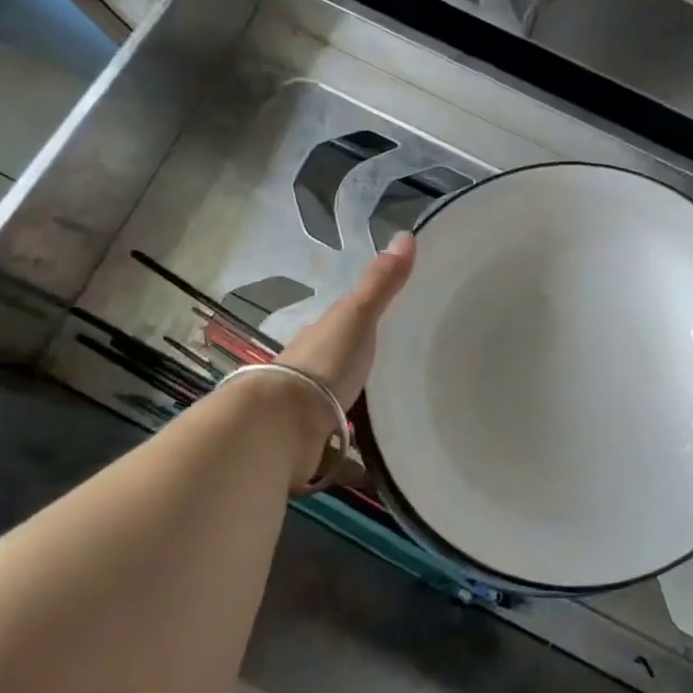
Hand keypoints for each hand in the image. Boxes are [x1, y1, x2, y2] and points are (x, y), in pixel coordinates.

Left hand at [254, 233, 415, 488]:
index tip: (394, 322)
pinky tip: (378, 457)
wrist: (285, 425)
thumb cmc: (325, 363)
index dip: (365, 318)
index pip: (345, 321)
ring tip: (396, 411)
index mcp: (322, 336)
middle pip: (341, 362)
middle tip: (402, 368)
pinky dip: (356, 449)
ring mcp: (310, 408)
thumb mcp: (357, 317)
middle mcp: (312, 369)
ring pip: (339, 401)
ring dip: (357, 404)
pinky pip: (342, 442)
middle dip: (362, 363)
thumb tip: (407, 234)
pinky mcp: (315, 444)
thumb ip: (381, 283)